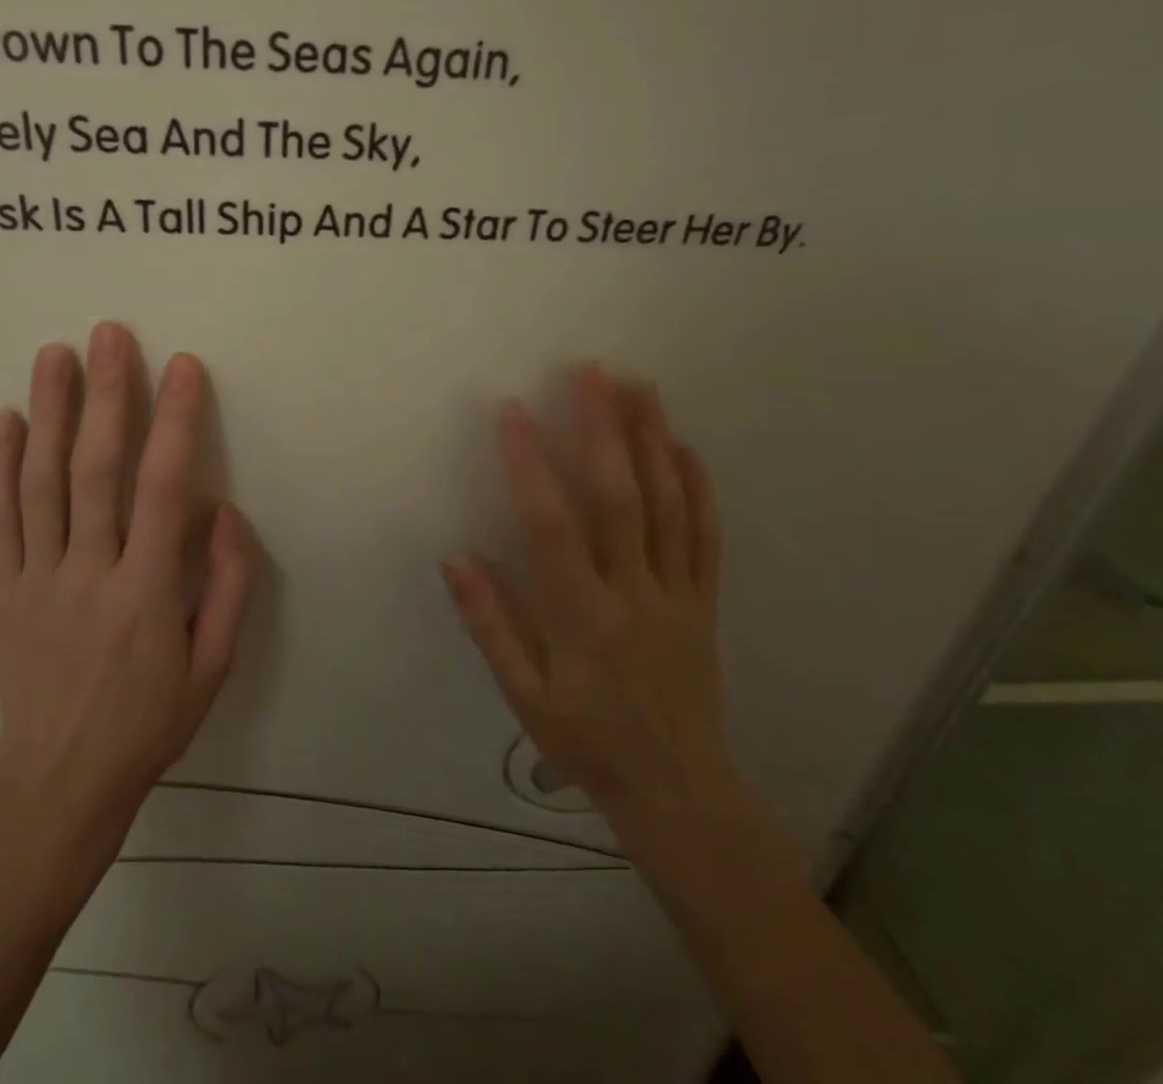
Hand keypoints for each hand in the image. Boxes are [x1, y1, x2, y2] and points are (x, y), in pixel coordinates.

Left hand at [0, 322, 250, 853]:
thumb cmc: (150, 723)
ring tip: (55, 354)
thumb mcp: (214, 667)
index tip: (184, 367)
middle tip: (110, 334)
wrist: (59, 783)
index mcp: (147, 592)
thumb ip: (228, 585)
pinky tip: (6, 418)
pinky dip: (0, 465)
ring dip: (50, 413)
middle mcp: (89, 573)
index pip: (164, 488)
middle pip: (95, 470)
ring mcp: (37, 578)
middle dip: (106, 396)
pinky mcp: (3, 590)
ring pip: (42, 483)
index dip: (177, 422)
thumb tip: (224, 512)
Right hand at [442, 367, 733, 854]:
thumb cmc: (586, 741)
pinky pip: (706, 537)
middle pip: (619, 498)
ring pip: (668, 505)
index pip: (550, 525)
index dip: (529, 465)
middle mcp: (632, 592)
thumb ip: (489, 624)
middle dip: (603, 429)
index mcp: (580, 615)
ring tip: (639, 387)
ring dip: (653, 440)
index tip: (513, 412)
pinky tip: (687, 447)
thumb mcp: (523, 696)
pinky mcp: (705, 602)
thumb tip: (456, 557)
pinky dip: (699, 488)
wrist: (677, 790)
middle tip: (592, 372)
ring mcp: (676, 593)